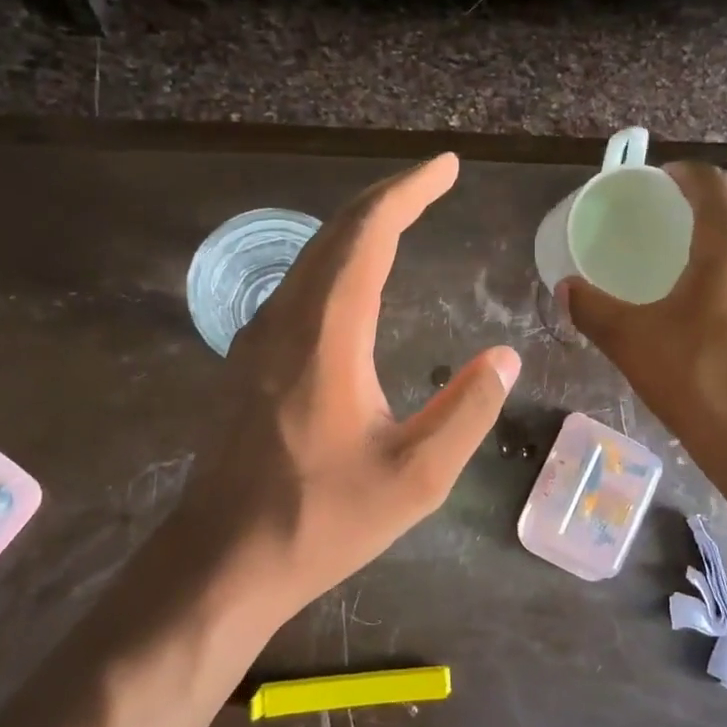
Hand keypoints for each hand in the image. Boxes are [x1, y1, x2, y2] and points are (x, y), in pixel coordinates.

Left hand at [180, 154, 519, 625]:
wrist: (223, 559)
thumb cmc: (321, 521)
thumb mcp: (415, 478)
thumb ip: (466, 411)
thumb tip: (503, 357)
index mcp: (326, 336)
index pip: (367, 236)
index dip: (408, 193)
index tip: (445, 168)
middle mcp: (285, 320)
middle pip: (335, 233)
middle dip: (386, 198)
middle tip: (432, 183)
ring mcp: (258, 339)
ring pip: (311, 257)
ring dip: (358, 228)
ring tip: (403, 218)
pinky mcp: (248, 361)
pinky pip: (297, 285)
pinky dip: (336, 261)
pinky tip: (354, 279)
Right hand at [563, 161, 726, 459]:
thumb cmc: (695, 378)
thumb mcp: (630, 340)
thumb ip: (591, 308)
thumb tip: (565, 290)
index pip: (711, 182)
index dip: (683, 175)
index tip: (658, 184)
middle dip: (701, 213)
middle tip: (665, 232)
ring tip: (692, 271)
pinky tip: (723, 313)